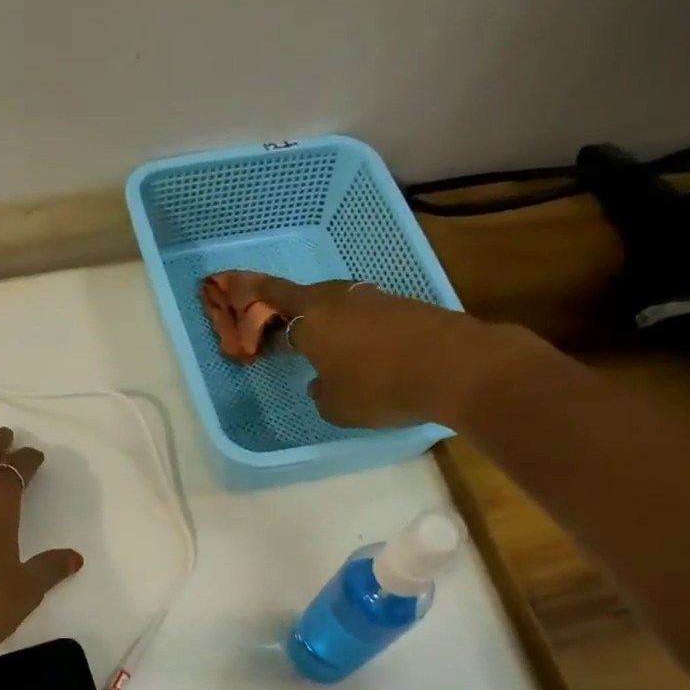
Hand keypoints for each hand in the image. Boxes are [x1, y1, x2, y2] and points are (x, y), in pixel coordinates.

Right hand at [202, 271, 525, 427]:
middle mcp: (340, 301)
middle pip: (307, 295)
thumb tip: (321, 380)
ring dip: (326, 318)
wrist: (458, 367)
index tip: (231, 284)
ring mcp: (376, 300)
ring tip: (324, 342)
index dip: (251, 293)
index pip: (273, 299)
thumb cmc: (381, 388)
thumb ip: (319, 390)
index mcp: (313, 320)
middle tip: (281, 323)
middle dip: (290, 306)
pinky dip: (356, 328)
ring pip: (339, 303)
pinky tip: (363, 350)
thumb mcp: (335, 405)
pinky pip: (367, 314)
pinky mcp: (406, 307)